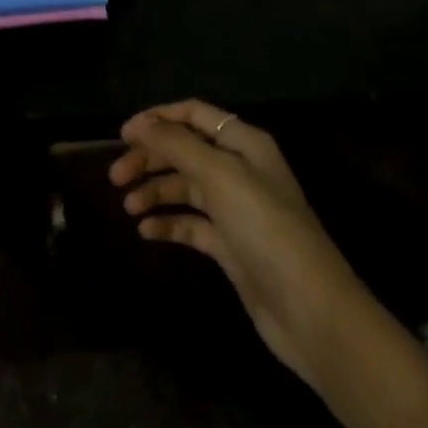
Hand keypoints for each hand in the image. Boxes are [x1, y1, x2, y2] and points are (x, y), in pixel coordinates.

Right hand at [109, 100, 372, 392]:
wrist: (312, 313)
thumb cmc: (267, 230)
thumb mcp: (220, 177)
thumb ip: (177, 146)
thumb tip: (138, 124)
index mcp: (245, 144)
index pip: (194, 114)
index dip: (158, 119)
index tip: (122, 134)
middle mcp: (241, 170)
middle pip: (185, 151)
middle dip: (150, 159)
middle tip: (115, 177)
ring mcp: (237, 210)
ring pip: (186, 188)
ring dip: (155, 191)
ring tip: (128, 206)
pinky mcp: (232, 246)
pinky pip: (192, 224)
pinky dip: (169, 223)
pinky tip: (146, 231)